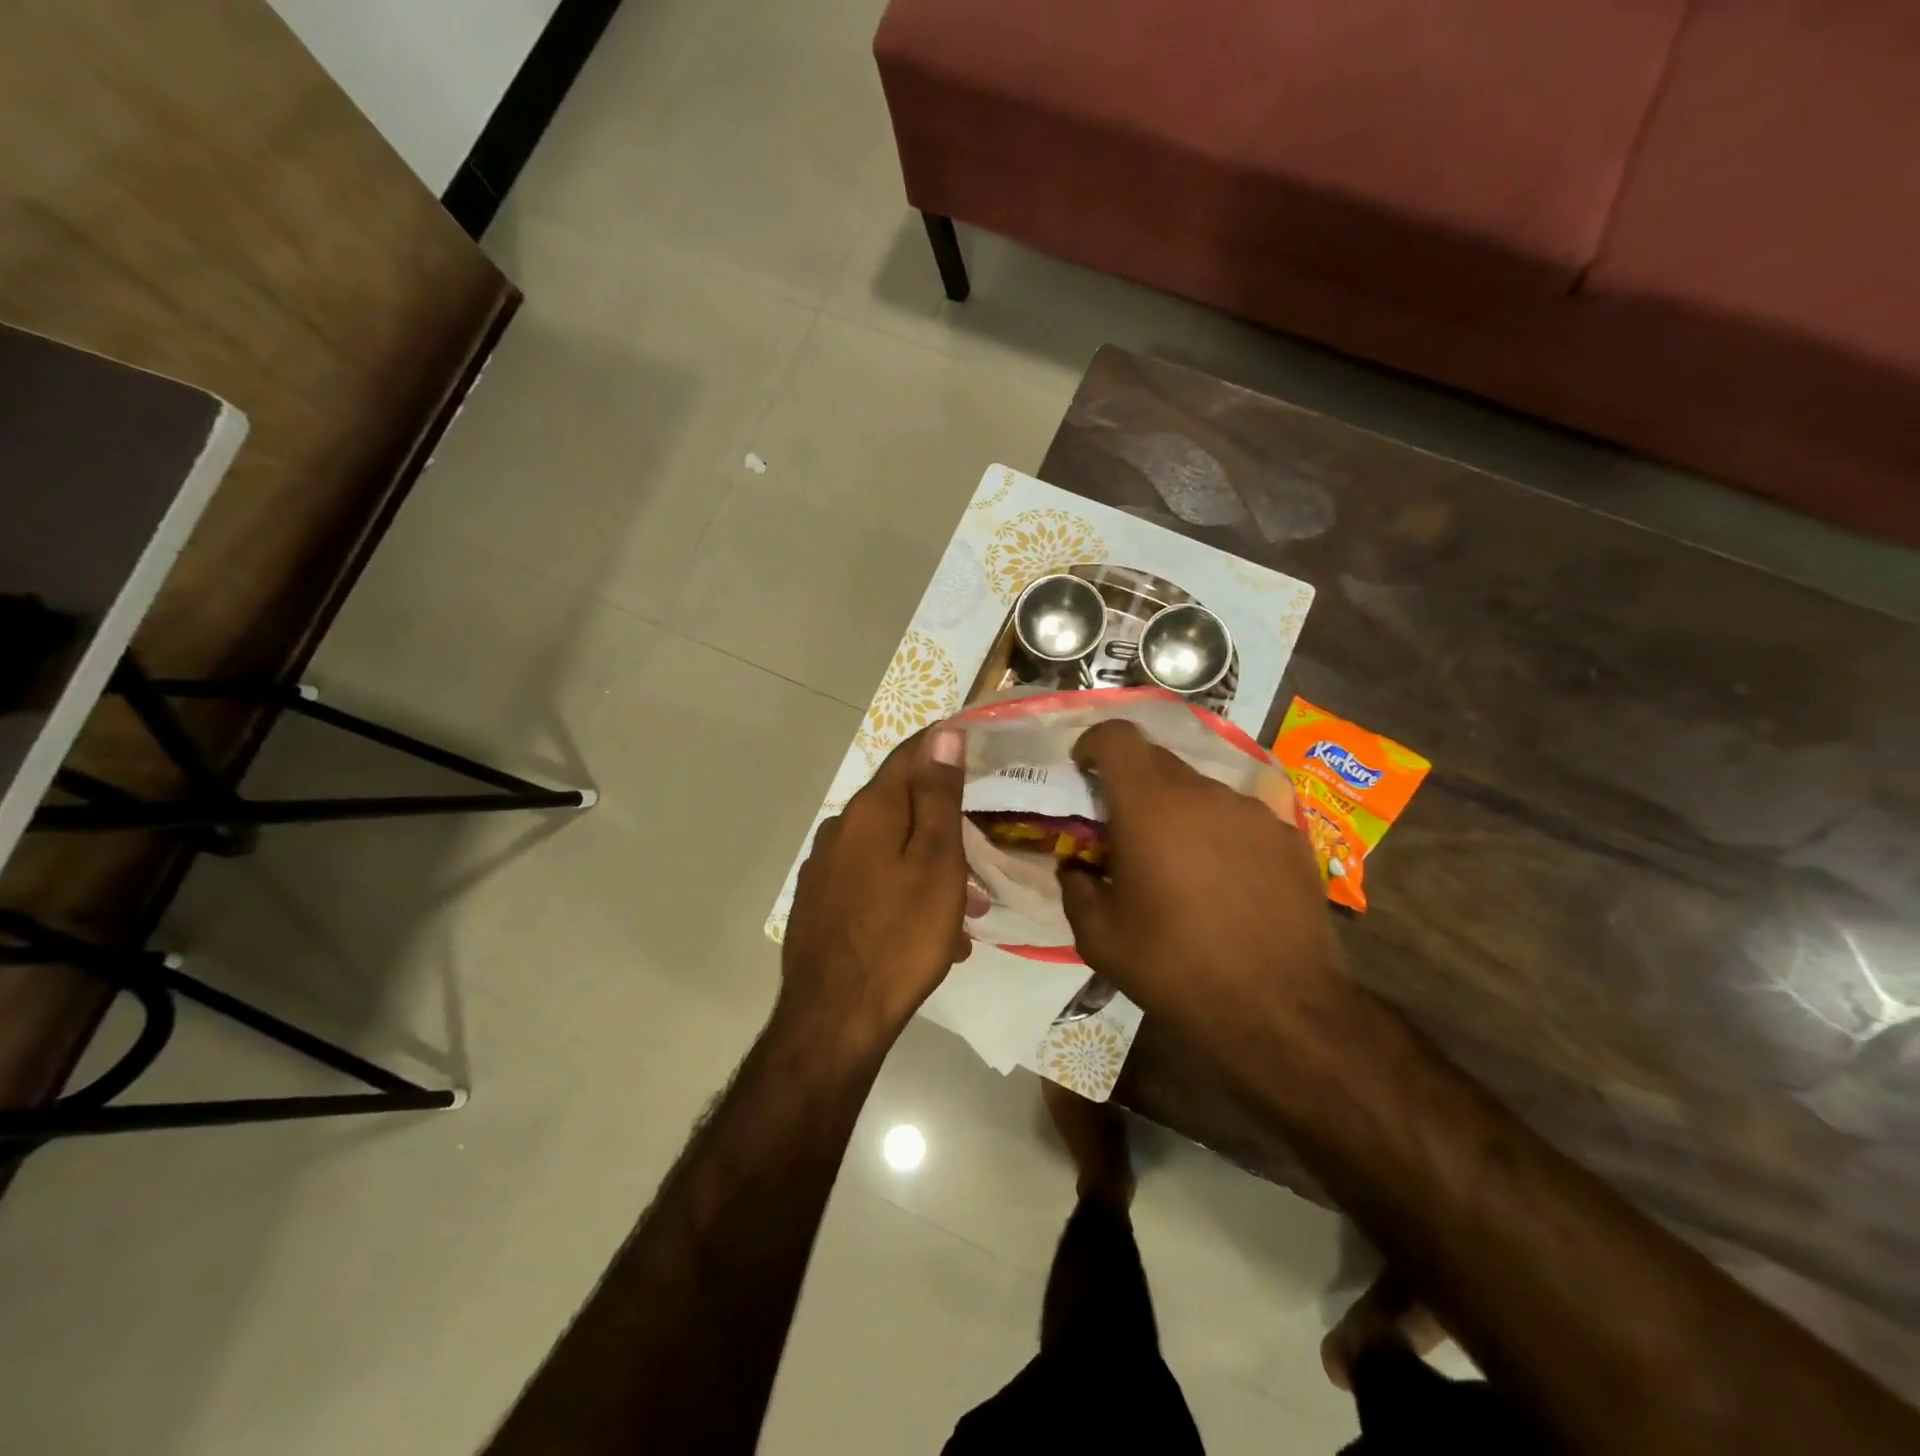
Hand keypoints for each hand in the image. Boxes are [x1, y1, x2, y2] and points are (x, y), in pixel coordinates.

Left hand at [780, 724, 968, 1048]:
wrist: (835, 1017)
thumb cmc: (900, 935)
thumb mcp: (936, 862)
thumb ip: (938, 795)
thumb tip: (943, 734)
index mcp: (870, 810)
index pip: (910, 755)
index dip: (943, 747)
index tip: (978, 750)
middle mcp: (841, 828)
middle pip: (899, 805)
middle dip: (942, 822)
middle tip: (980, 850)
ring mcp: (825, 867)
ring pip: (888, 849)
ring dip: (927, 866)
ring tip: (965, 909)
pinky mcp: (820, 902)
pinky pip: (871, 880)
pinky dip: (903, 891)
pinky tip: (928, 931)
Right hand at [1056, 720, 1349, 1054]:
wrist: (1282, 1011)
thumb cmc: (1177, 969)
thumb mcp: (1100, 939)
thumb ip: (1076, 889)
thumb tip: (1076, 868)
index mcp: (1150, 807)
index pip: (1118, 736)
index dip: (1094, 743)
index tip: (1084, 771)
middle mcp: (1204, 794)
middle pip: (1157, 761)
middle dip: (1132, 785)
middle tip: (1125, 831)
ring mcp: (1253, 812)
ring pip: (1200, 791)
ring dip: (1178, 812)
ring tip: (1179, 866)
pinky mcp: (1290, 836)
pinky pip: (1239, 818)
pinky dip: (1219, 835)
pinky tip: (1226, 883)